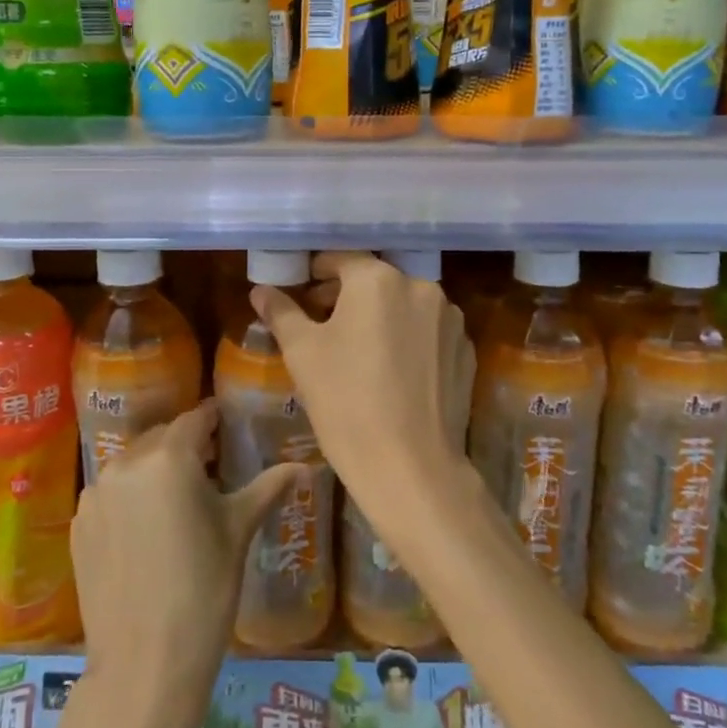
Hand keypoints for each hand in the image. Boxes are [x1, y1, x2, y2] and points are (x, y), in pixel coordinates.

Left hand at [69, 399, 306, 727]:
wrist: (144, 664)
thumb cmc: (204, 590)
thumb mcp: (239, 531)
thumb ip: (268, 487)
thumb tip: (304, 467)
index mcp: (169, 457)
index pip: (195, 419)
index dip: (213, 420)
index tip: (228, 425)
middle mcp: (126, 463)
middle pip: (161, 437)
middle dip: (185, 445)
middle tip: (210, 466)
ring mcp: (96, 494)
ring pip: (133, 463)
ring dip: (155, 469)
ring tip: (178, 498)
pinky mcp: (79, 524)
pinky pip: (110, 493)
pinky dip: (130, 496)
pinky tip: (147, 528)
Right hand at [251, 251, 474, 550]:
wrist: (410, 468)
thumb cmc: (346, 402)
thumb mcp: (302, 354)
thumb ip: (281, 312)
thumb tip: (261, 290)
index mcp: (378, 280)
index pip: (340, 259)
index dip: (316, 274)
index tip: (301, 294)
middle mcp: (422, 287)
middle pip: (375, 281)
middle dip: (346, 297)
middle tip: (321, 325)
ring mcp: (450, 320)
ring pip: (404, 306)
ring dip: (380, 317)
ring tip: (358, 351)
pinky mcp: (465, 352)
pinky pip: (428, 332)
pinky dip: (408, 339)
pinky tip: (392, 372)